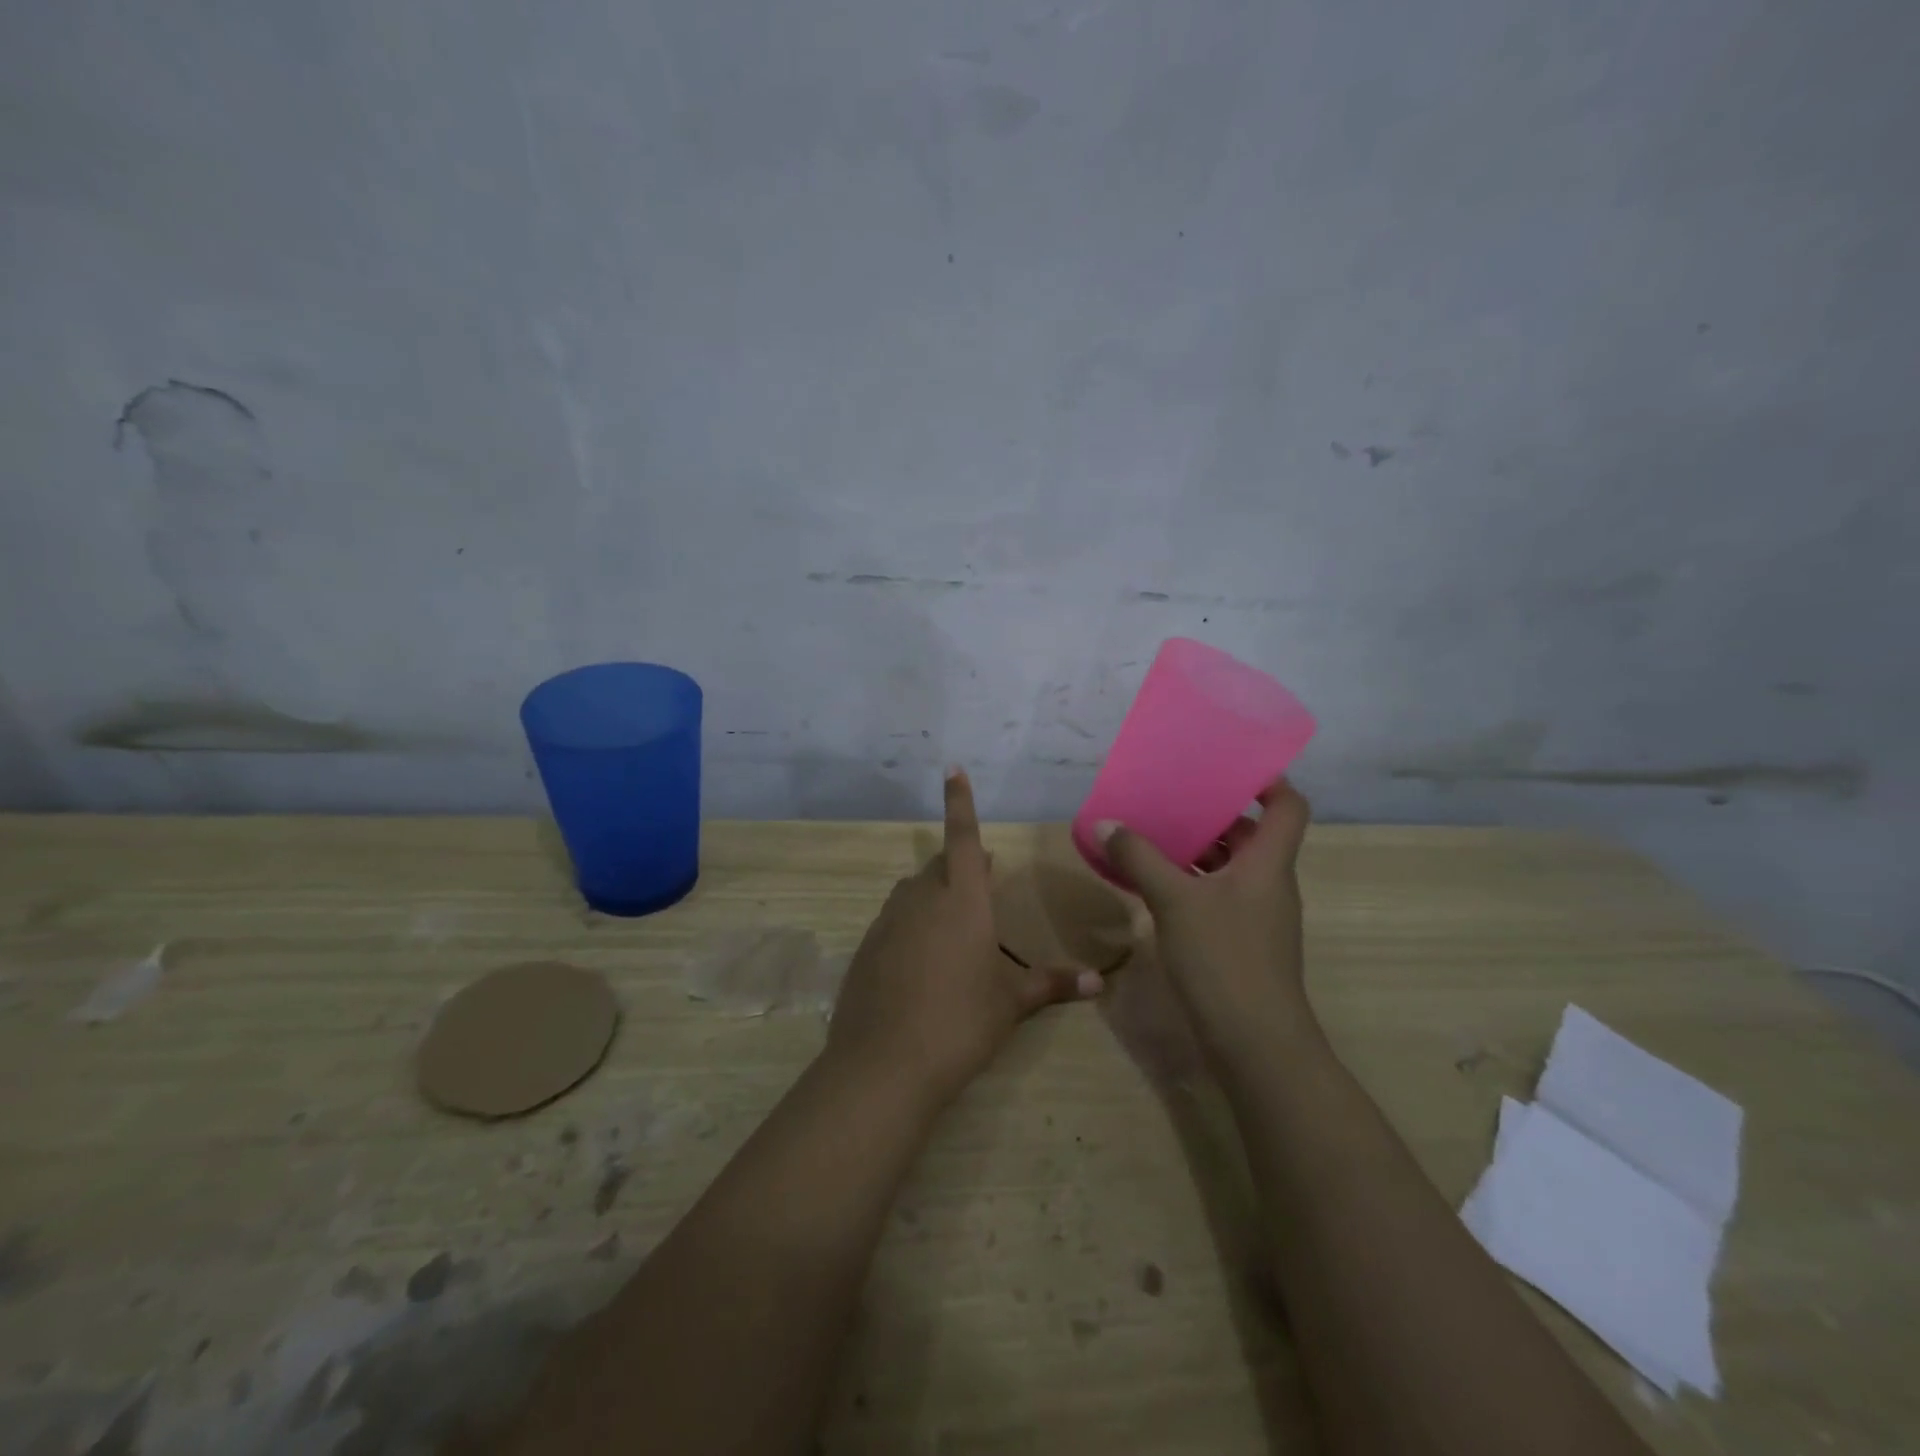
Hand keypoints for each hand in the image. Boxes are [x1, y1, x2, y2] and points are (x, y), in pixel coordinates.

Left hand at [826, 769, 1101, 1108]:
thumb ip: (1052, 984)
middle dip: (961, 865)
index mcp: (962, 899)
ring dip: (935, 895)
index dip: (960, 802)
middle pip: (941, 866)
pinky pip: (895, 920)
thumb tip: (1101, 981)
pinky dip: (911, 924)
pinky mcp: (867, 946)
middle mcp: (922, 898)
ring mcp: (889, 920)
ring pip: (915, 892)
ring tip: (954, 922)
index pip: (963, 837)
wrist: (884, 1064)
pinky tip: (920, 961)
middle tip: (982, 877)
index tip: (952, 768)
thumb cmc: (960, 1023)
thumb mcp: (1010, 1003)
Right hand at [1097, 780, 1313, 1056]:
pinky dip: (1190, 882)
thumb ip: (1139, 858)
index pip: (1288, 806)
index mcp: (1268, 863)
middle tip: (1171, 797)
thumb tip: (1106, 822)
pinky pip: (1217, 895)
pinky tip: (1153, 884)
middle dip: (1213, 813)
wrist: (1255, 1044)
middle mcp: (1269, 883)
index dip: (1266, 780)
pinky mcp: (1240, 942)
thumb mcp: (1174, 901)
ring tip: (1152, 834)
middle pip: (1250, 834)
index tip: (1227, 765)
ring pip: (1230, 867)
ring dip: (1197, 849)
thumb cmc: (1224, 958)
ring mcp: (1256, 915)